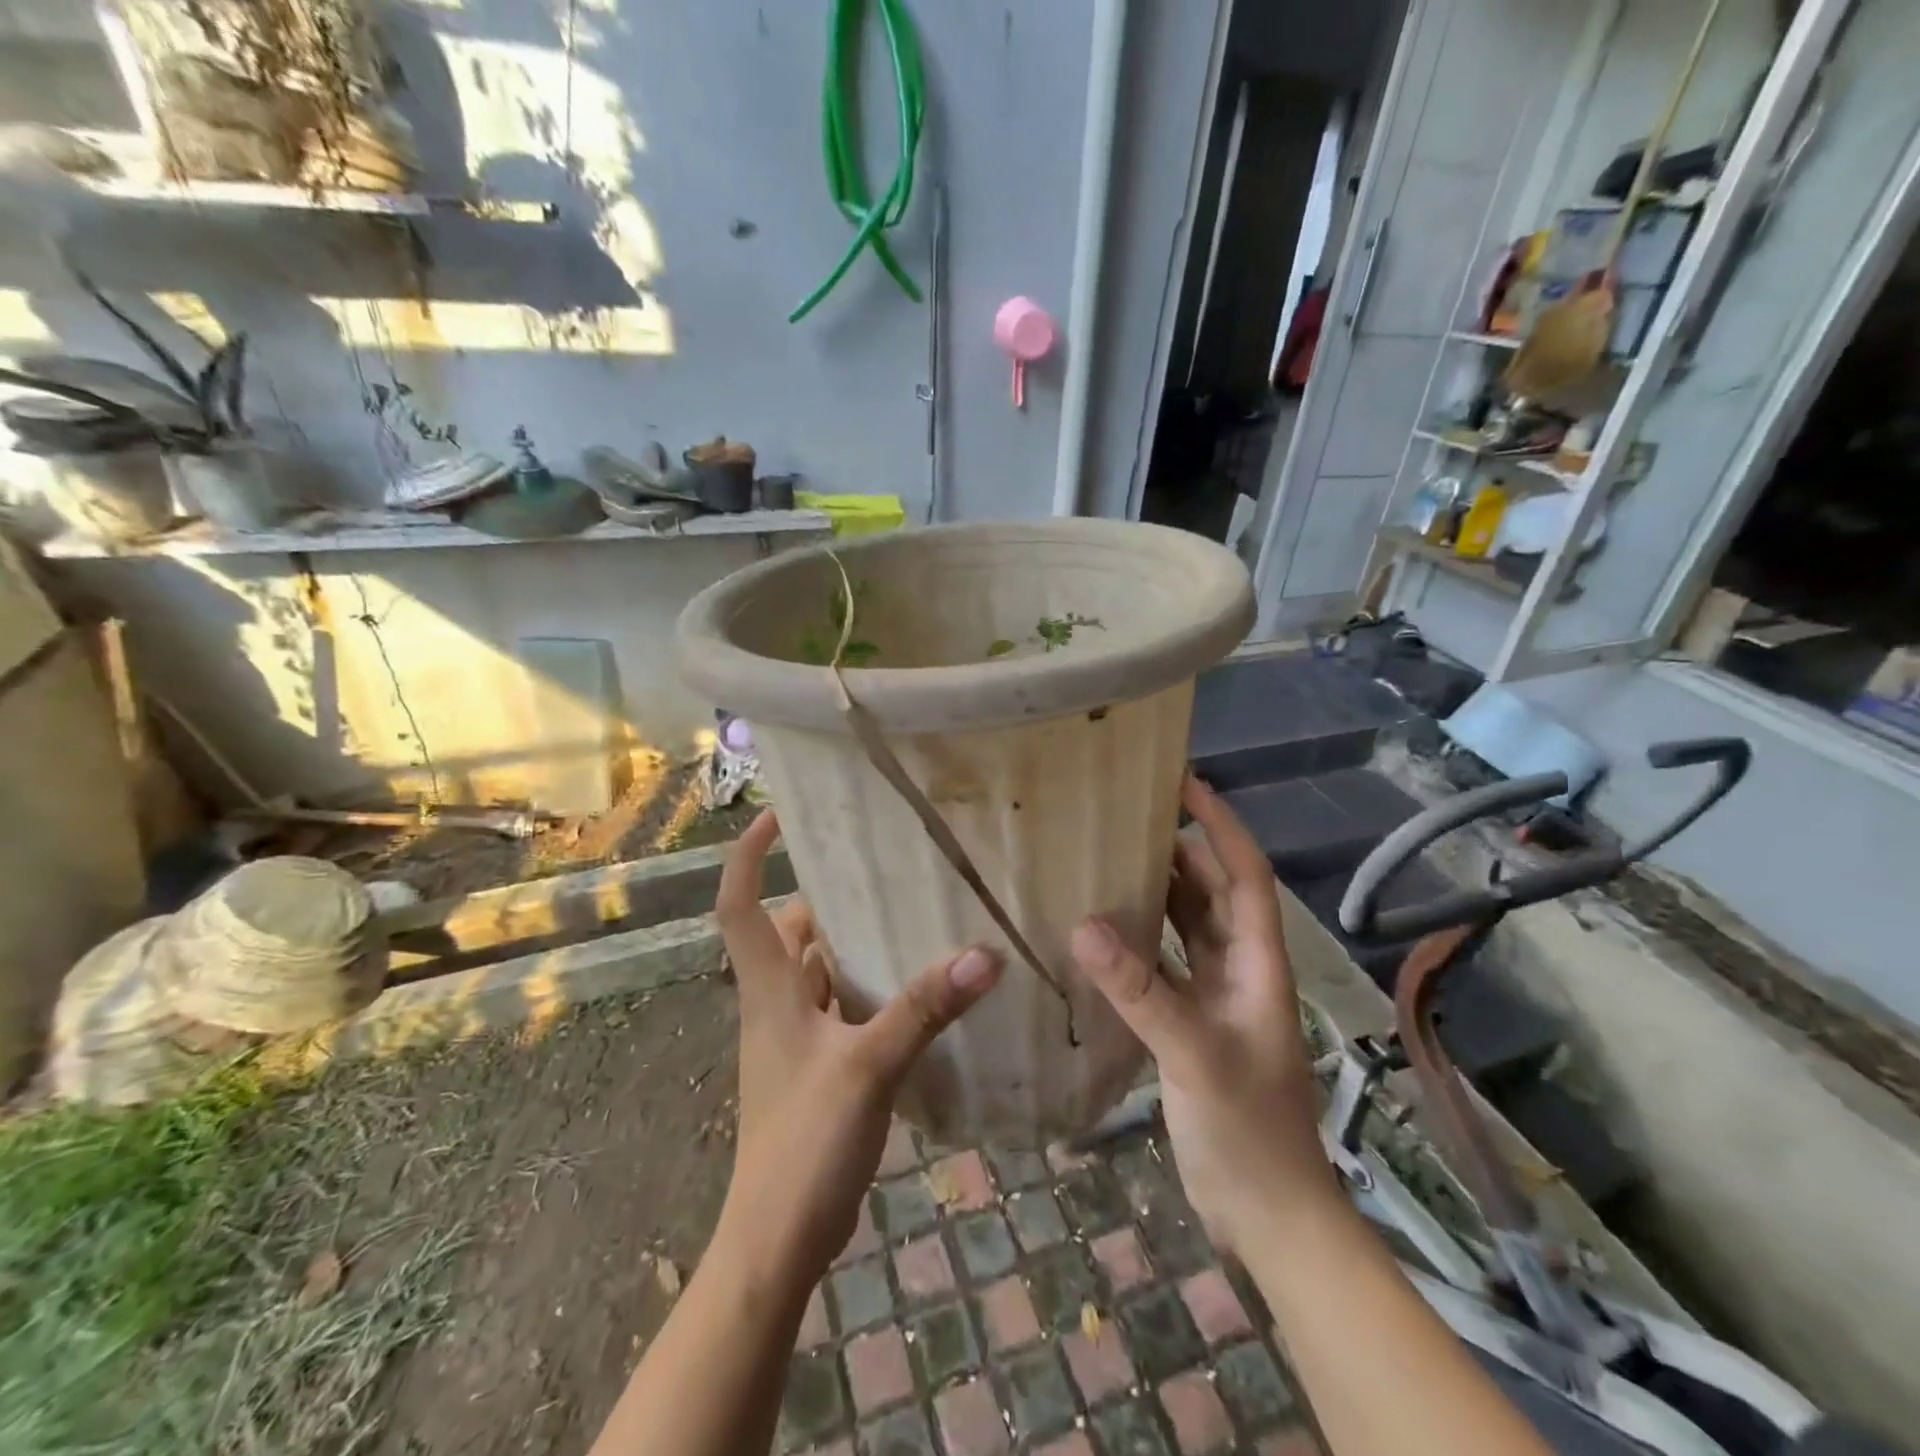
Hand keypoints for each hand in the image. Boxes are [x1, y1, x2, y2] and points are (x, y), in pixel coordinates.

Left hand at [713, 809, 1002, 1278]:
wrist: (777, 1239)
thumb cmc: (804, 1143)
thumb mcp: (867, 1067)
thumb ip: (922, 1010)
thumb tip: (982, 956)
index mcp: (770, 990)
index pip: (740, 904)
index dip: (748, 855)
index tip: (778, 815)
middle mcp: (777, 1003)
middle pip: (790, 930)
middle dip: (824, 894)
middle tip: (877, 863)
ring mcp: (796, 1037)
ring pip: (820, 969)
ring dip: (851, 941)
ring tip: (907, 911)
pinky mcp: (819, 1066)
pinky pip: (842, 1006)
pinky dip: (869, 987)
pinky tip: (914, 987)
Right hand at [1070, 775, 1335, 1255]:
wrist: (1267, 1213)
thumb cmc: (1248, 1129)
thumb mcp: (1194, 1054)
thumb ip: (1140, 991)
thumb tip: (1084, 925)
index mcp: (1256, 963)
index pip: (1244, 876)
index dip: (1221, 827)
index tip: (1186, 785)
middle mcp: (1238, 970)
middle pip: (1210, 894)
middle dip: (1179, 851)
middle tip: (1127, 818)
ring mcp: (1214, 998)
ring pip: (1185, 928)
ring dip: (1155, 894)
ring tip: (1107, 860)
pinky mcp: (1190, 1025)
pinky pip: (1162, 966)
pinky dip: (1137, 943)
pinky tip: (1100, 935)